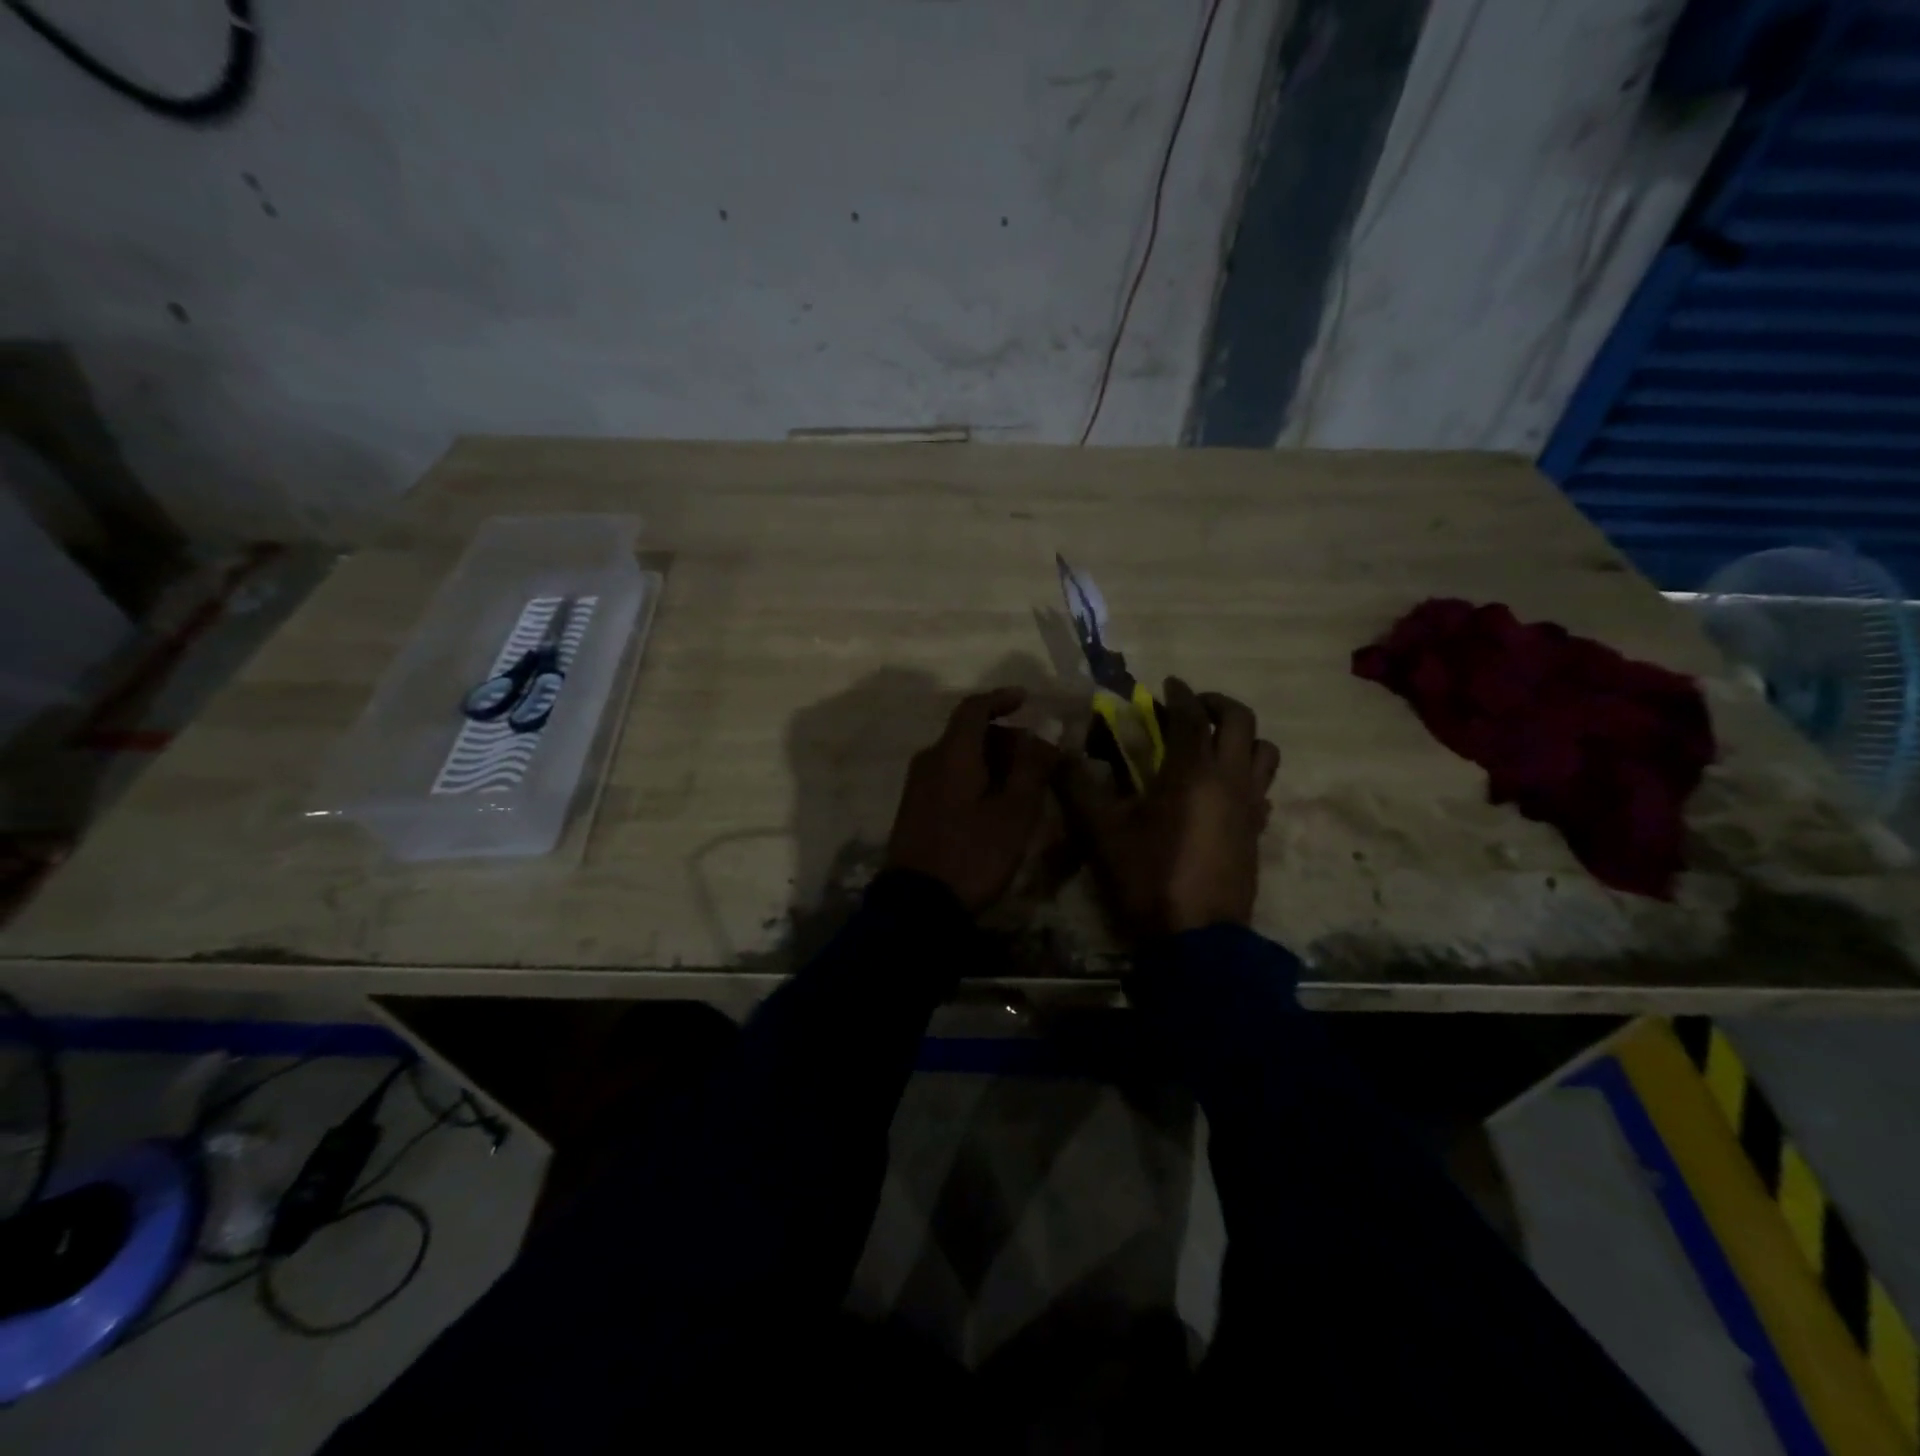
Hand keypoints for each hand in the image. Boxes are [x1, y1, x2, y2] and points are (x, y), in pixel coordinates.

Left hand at [886, 687, 1059, 912]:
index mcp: (952, 754)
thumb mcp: (1014, 813)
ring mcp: (917, 786)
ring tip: (1022, 785)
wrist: (918, 904)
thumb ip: (1032, 768)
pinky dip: (974, 777)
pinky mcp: (914, 808)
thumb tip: (1045, 733)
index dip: (1001, 699)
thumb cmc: (973, 854)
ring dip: (991, 760)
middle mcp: (929, 760)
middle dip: (1004, 737)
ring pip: (958, 756)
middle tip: (1037, 758)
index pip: (974, 708)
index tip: (1026, 699)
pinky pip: (948, 776)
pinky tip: (994, 803)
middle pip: (968, 733)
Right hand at [1061, 678, 1279, 937]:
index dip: (1179, 694)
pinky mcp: (1257, 831)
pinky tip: (1223, 790)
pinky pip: (1262, 788)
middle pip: (1241, 721)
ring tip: (1213, 744)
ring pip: (1264, 752)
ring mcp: (1251, 806)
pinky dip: (1247, 775)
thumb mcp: (1101, 832)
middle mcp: (1230, 778)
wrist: (1196, 937)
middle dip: (1217, 704)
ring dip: (1242, 737)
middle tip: (1192, 706)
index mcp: (1192, 771)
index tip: (1167, 683)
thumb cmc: (1148, 876)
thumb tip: (1056, 755)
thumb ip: (1077, 787)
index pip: (1192, 715)